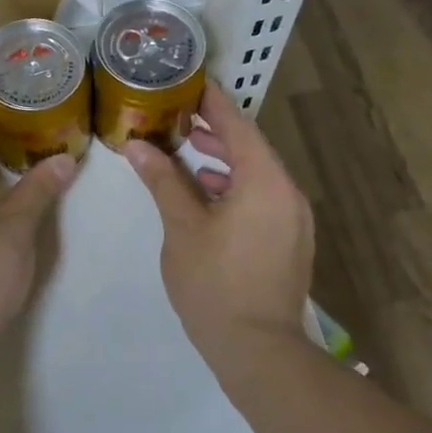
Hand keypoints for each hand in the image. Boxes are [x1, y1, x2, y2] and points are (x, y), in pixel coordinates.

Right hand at [122, 82, 313, 353]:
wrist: (258, 350)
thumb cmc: (215, 282)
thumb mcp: (181, 227)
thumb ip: (162, 180)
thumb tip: (137, 145)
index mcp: (266, 182)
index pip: (239, 126)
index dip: (214, 103)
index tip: (191, 82)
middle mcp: (288, 194)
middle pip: (252, 149)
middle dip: (216, 131)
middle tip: (179, 116)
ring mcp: (294, 221)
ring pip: (258, 175)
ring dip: (225, 160)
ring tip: (188, 152)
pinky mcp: (289, 242)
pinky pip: (262, 198)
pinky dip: (235, 187)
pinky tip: (206, 194)